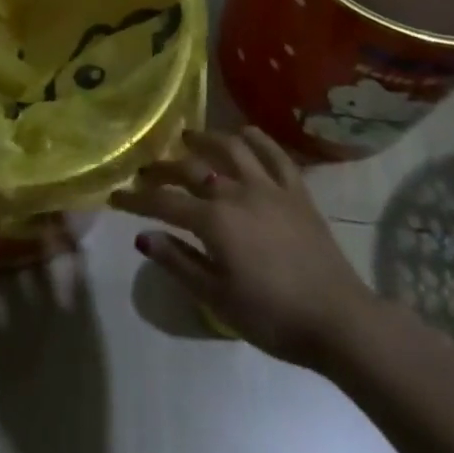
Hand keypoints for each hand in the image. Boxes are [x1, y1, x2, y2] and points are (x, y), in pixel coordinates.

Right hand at [112, 128, 372, 371]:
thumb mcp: (218, 299)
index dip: (137, 199)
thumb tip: (142, 236)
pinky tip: (245, 132)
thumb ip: (179, 262)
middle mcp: (237, 191)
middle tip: (147, 168)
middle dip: (164, 167)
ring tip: (189, 136)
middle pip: (193, 169)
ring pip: (232, 148)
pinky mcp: (297, 190)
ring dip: (206, 138)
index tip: (115, 195)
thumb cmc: (273, 317)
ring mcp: (269, 186)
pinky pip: (275, 154)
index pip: (165, 202)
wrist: (338, 319)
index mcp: (214, 220)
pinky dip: (258, 139)